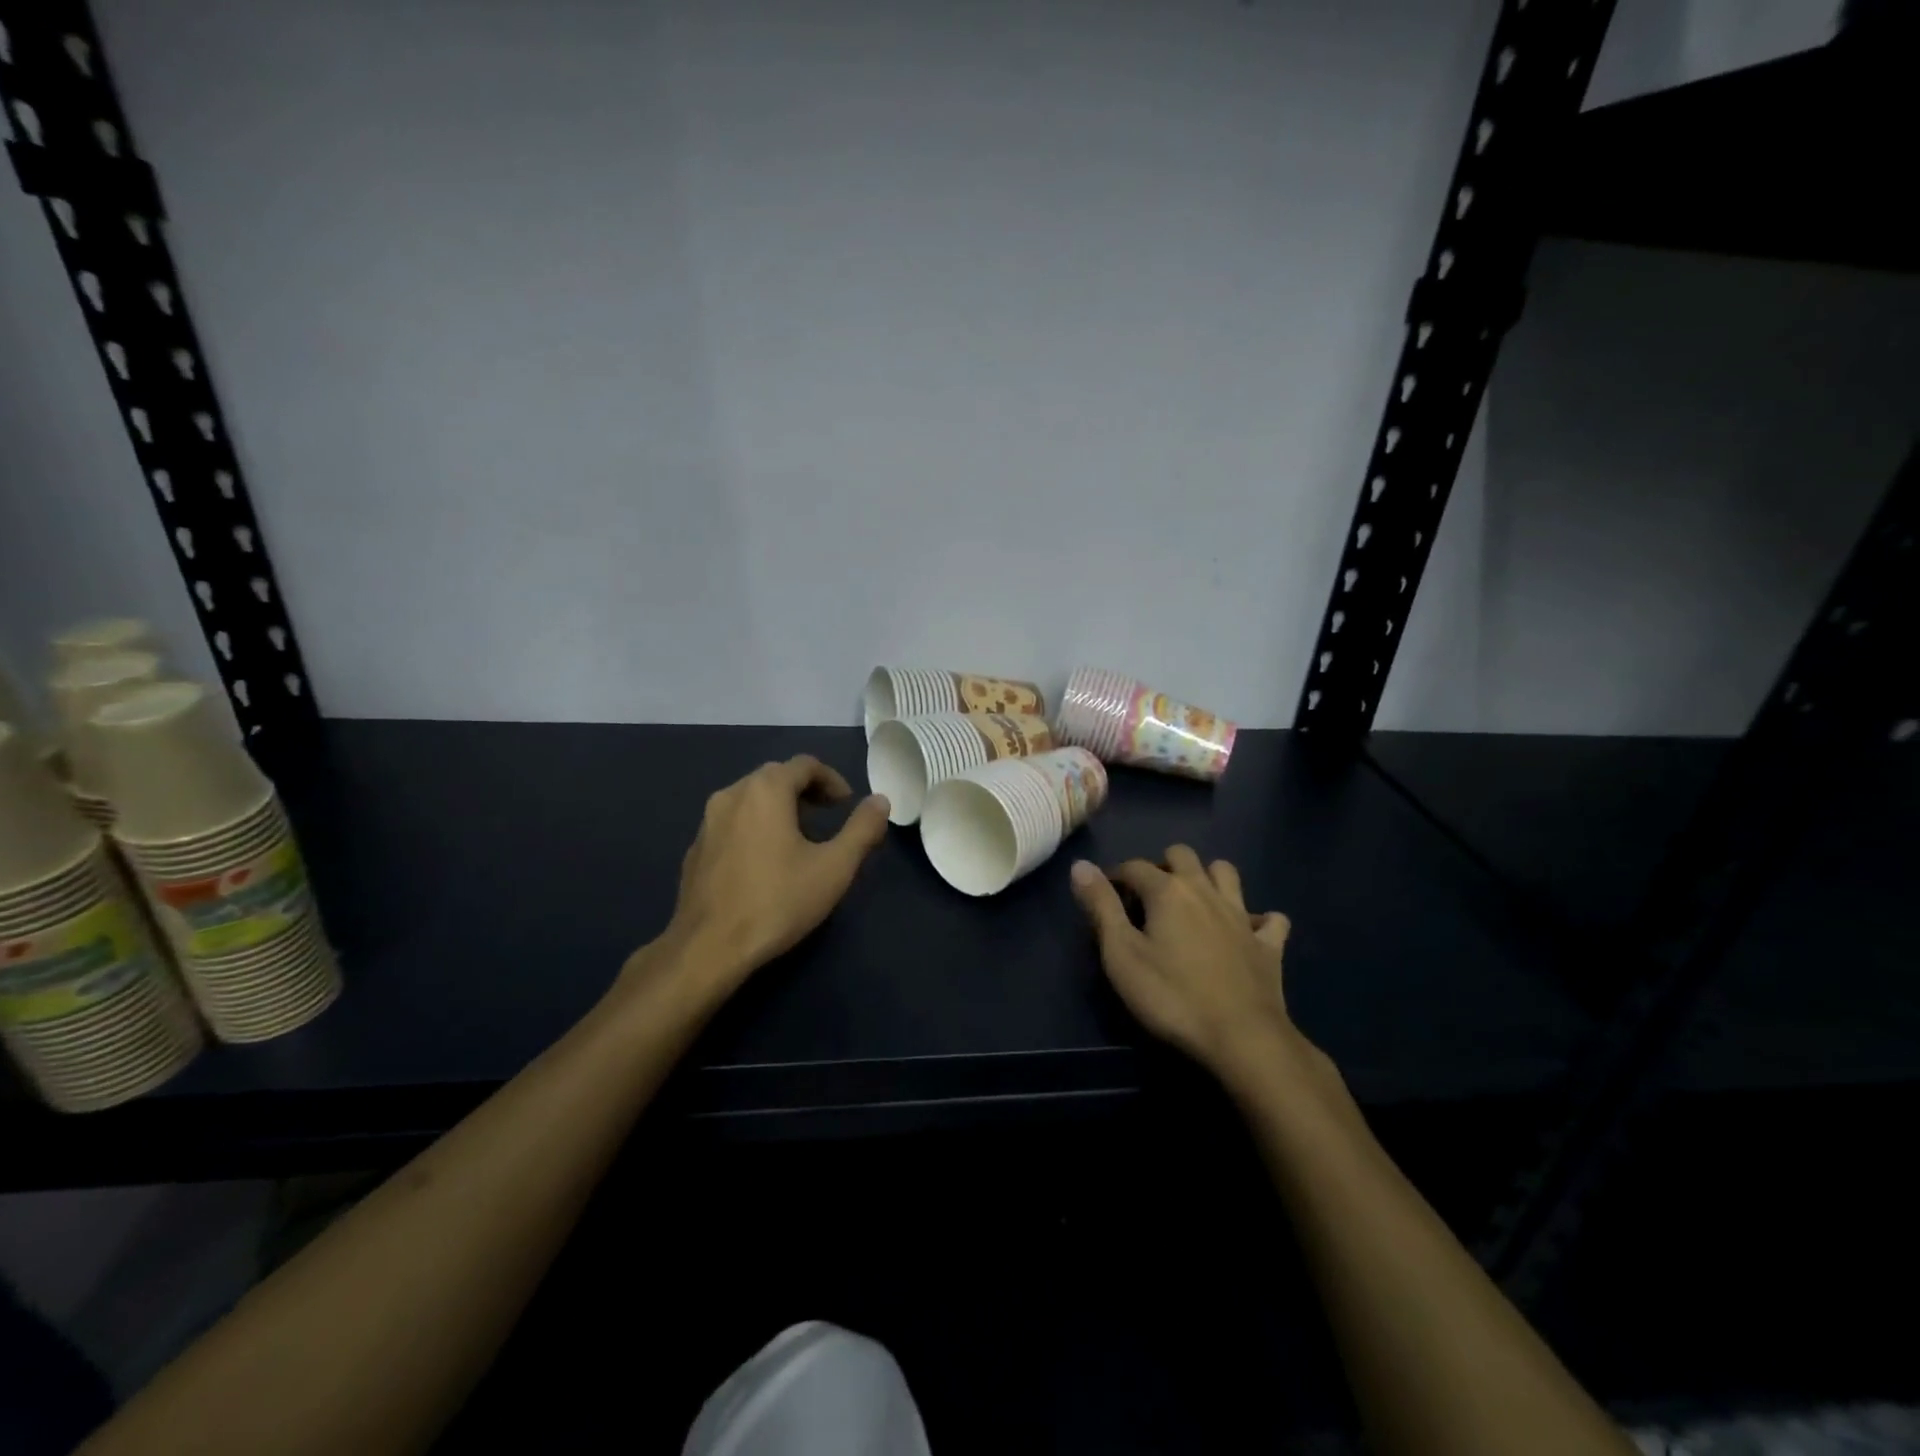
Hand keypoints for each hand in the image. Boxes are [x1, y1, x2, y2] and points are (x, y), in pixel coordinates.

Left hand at [630, 756, 889, 1003]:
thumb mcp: (834, 867)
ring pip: (750, 799)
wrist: (708, 947)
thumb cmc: (778, 901)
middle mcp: (732, 794)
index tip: (846, 804)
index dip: (831, 780)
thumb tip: (881, 801)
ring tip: (799, 840)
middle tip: (827, 817)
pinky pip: (732, 823)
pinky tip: (765, 863)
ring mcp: (707, 822)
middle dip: (805, 791)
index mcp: (765, 790)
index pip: (804, 765)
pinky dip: (754, 828)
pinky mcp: (695, 849)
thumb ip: (862, 829)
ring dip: (779, 808)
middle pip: (775, 777)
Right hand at [1070, 848, 1325, 1090]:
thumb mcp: (1121, 954)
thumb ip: (1101, 906)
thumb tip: (1081, 865)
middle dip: (1162, 865)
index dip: (1115, 876)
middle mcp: (1205, 891)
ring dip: (1208, 877)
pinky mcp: (1268, 944)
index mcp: (1167, 891)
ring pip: (1226, 872)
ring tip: (1193, 902)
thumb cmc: (1172, 996)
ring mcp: (1242, 915)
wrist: (1243, 1038)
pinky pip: (1269, 919)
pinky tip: (1247, 931)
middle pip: (1182, 855)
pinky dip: (1257, 919)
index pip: (1134, 866)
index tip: (1104, 896)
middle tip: (1148, 897)